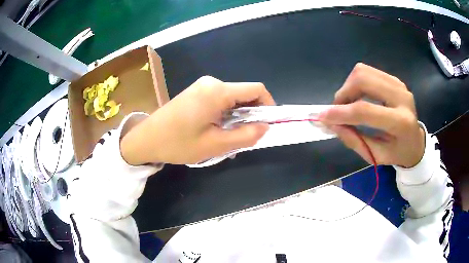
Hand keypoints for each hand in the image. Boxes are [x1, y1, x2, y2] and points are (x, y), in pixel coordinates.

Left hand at [120, 76, 274, 164]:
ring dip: (238, 116)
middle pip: (244, 93)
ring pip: (232, 99)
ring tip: (230, 137)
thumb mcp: (215, 145)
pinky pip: (220, 100)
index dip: (268, 105)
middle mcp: (212, 83)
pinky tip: (218, 130)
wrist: (146, 139)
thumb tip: (266, 127)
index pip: (257, 89)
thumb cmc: (178, 143)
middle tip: (248, 137)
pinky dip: (226, 114)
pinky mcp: (196, 92)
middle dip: (252, 114)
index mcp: (218, 91)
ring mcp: (202, 86)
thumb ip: (245, 135)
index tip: (268, 124)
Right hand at [320, 63, 424, 167]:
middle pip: (363, 80)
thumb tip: (331, 124)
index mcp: (400, 122)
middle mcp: (401, 97)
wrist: (416, 142)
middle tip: (338, 110)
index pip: (365, 110)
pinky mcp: (394, 79)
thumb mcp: (376, 156)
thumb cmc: (397, 153)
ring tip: (348, 103)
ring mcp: (398, 84)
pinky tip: (358, 96)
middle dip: (344, 93)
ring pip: (363, 71)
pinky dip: (357, 82)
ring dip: (349, 86)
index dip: (340, 112)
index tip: (322, 117)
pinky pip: (369, 72)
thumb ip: (354, 140)